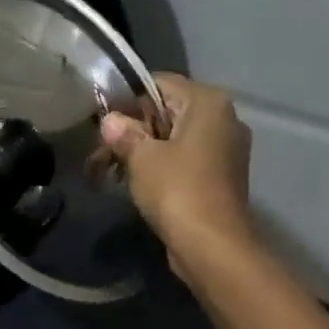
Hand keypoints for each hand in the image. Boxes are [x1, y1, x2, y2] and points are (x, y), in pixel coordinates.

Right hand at [100, 74, 256, 276]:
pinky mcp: (221, 176)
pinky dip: (161, 167)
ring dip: (143, 151)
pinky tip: (136, 183)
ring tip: (112, 171)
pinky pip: (185, 160)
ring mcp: (226, 149)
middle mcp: (223, 118)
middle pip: (167, 111)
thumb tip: (110, 121)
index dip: (126, 100)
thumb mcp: (141, 157)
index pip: (158, 83)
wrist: (211, 245)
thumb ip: (124, 133)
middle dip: (133, 129)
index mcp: (208, 102)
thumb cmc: (177, 190)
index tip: (102, 123)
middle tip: (102, 151)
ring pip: (174, 138)